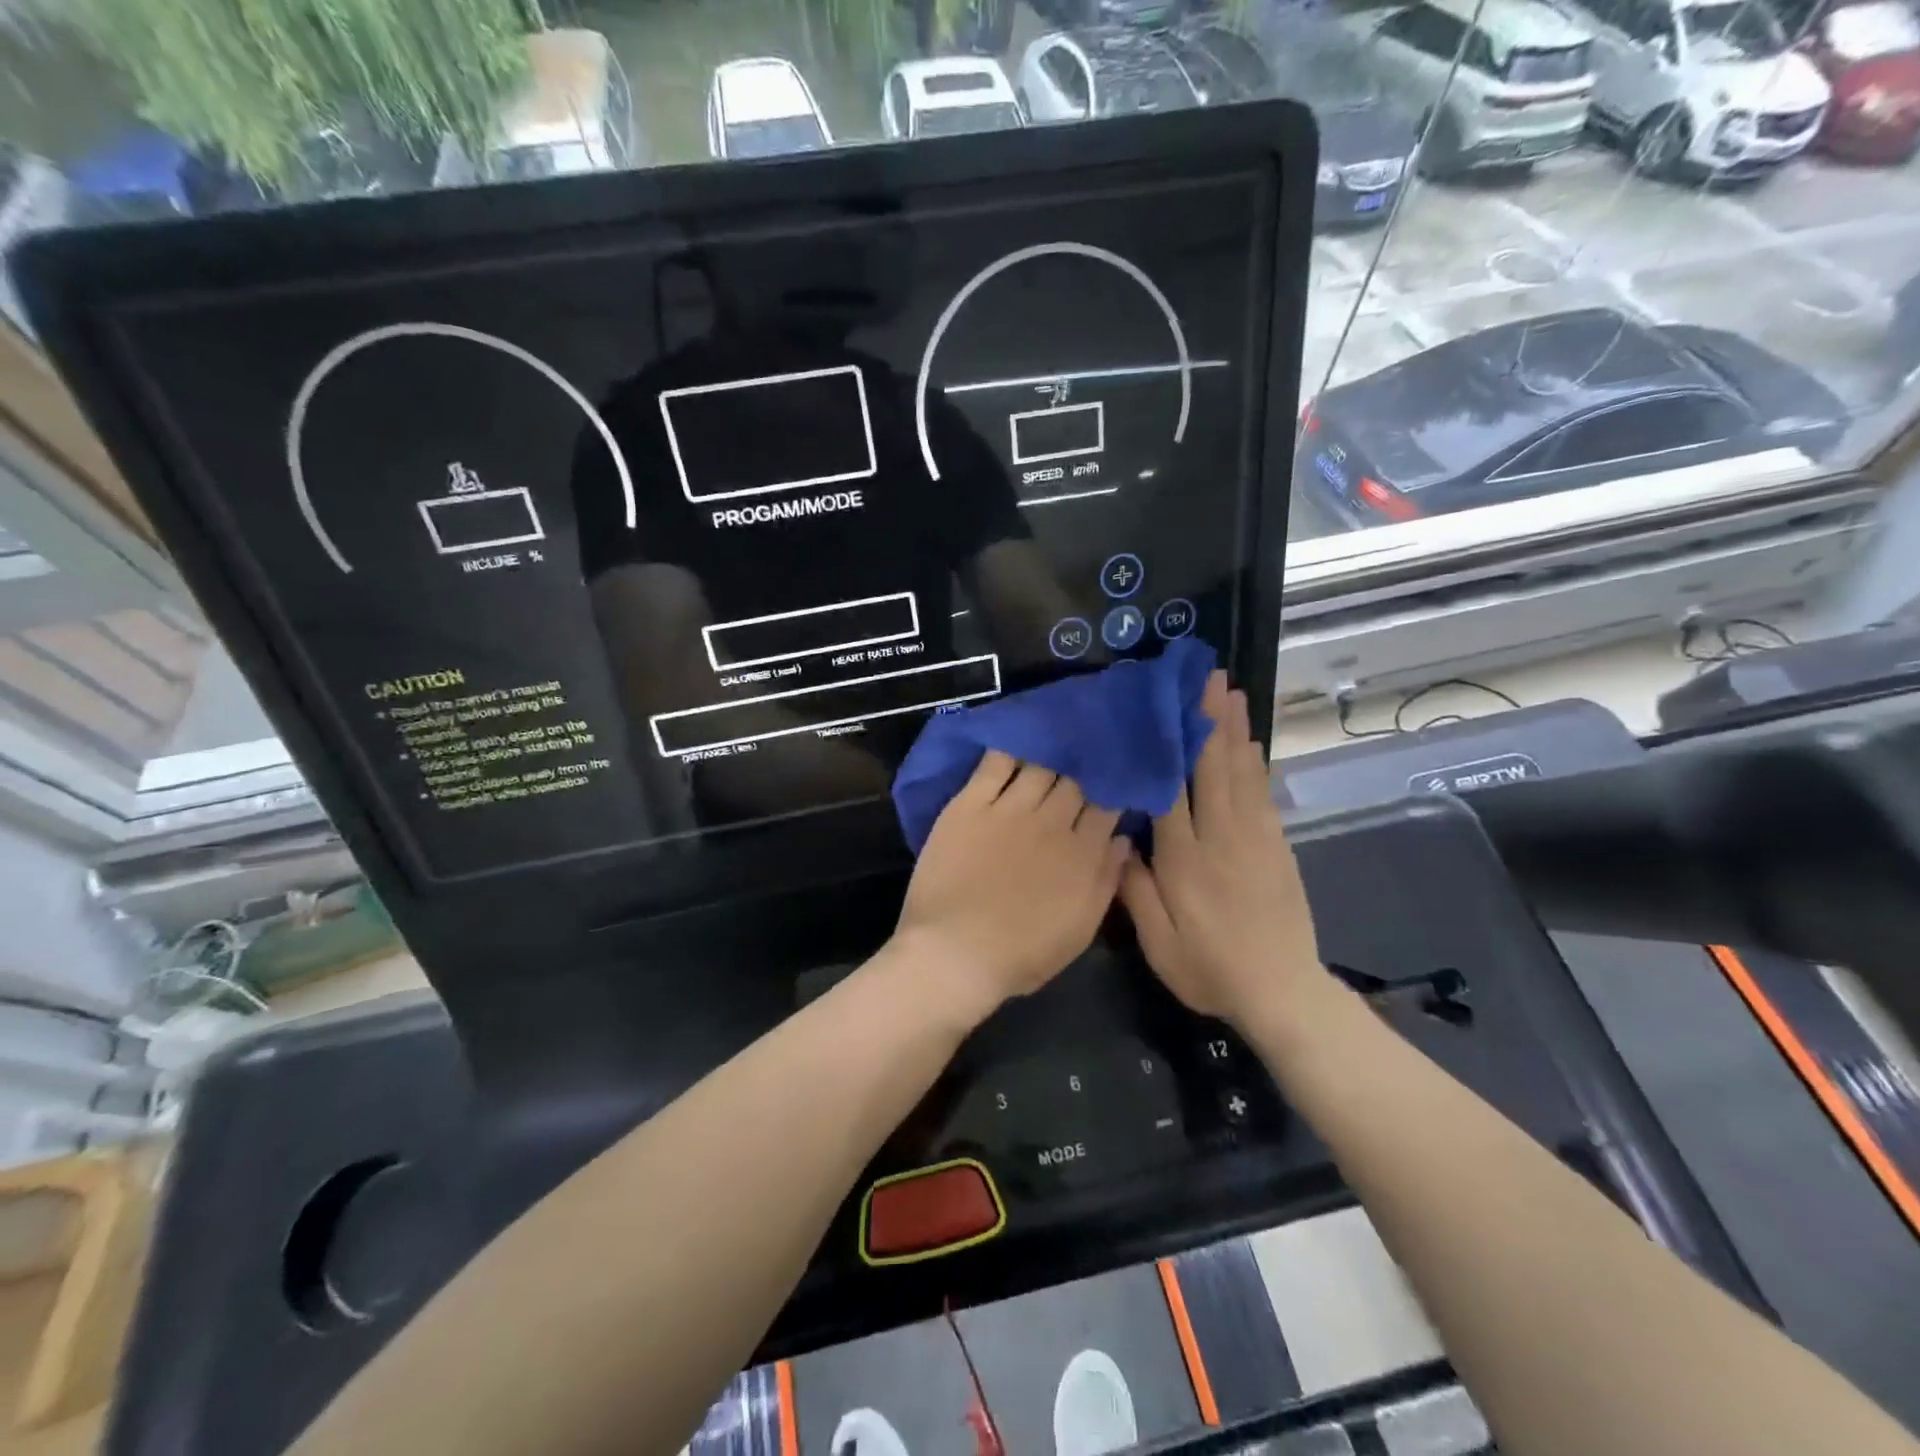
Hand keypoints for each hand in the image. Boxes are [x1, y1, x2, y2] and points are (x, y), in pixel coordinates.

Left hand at [894, 751, 1128, 1013]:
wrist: (954, 952)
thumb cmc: (1021, 954)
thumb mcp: (1079, 930)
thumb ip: (1106, 881)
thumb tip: (1123, 839)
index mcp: (1081, 853)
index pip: (1106, 806)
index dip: (1111, 790)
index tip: (1112, 782)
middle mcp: (1050, 822)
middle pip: (1075, 780)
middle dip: (1083, 768)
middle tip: (1083, 758)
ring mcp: (1008, 809)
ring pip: (1039, 766)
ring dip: (1050, 755)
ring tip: (1054, 743)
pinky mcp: (969, 804)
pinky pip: (994, 764)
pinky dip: (1008, 750)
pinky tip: (1015, 741)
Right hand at [1120, 672, 1323, 1028]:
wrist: (1282, 992)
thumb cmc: (1210, 969)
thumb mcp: (1159, 942)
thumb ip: (1136, 889)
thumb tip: (1120, 839)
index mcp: (1186, 858)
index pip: (1172, 788)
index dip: (1168, 744)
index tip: (1162, 706)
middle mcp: (1221, 837)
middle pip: (1213, 767)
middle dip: (1209, 719)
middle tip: (1207, 676)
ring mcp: (1255, 839)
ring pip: (1242, 773)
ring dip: (1235, 730)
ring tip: (1230, 693)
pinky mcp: (1277, 847)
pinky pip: (1263, 794)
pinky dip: (1256, 763)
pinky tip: (1252, 742)